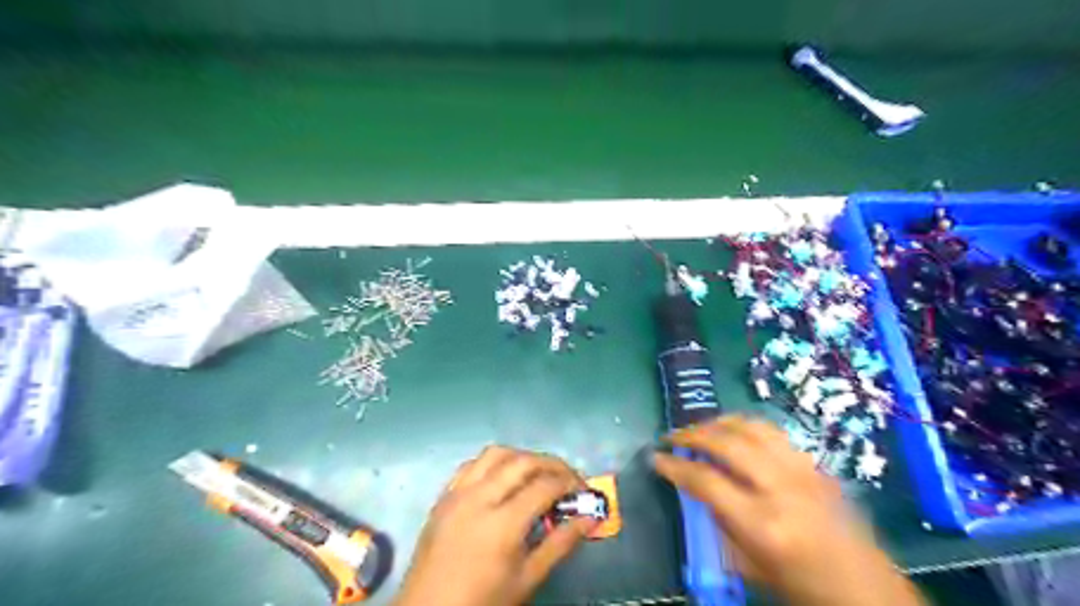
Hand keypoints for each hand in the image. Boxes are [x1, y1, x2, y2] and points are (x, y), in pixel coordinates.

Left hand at [393, 445, 594, 605]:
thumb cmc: (482, 601)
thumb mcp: (527, 579)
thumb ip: (560, 544)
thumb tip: (589, 518)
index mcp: (502, 524)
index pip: (545, 486)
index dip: (570, 483)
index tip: (584, 491)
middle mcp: (479, 498)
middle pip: (523, 462)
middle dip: (552, 464)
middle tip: (568, 479)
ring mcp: (458, 493)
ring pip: (496, 454)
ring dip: (522, 457)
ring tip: (537, 474)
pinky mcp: (443, 496)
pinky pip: (471, 464)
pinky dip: (493, 463)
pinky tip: (502, 477)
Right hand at [653, 416, 922, 604]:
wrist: (868, 593)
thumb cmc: (802, 589)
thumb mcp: (750, 568)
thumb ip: (720, 523)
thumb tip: (696, 488)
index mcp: (762, 524)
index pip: (705, 480)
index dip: (674, 466)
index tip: (656, 458)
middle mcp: (781, 489)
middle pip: (727, 443)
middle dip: (693, 434)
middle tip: (673, 437)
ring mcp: (802, 471)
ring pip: (752, 427)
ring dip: (719, 422)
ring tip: (700, 428)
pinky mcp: (815, 465)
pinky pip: (774, 432)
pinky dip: (746, 425)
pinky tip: (735, 432)